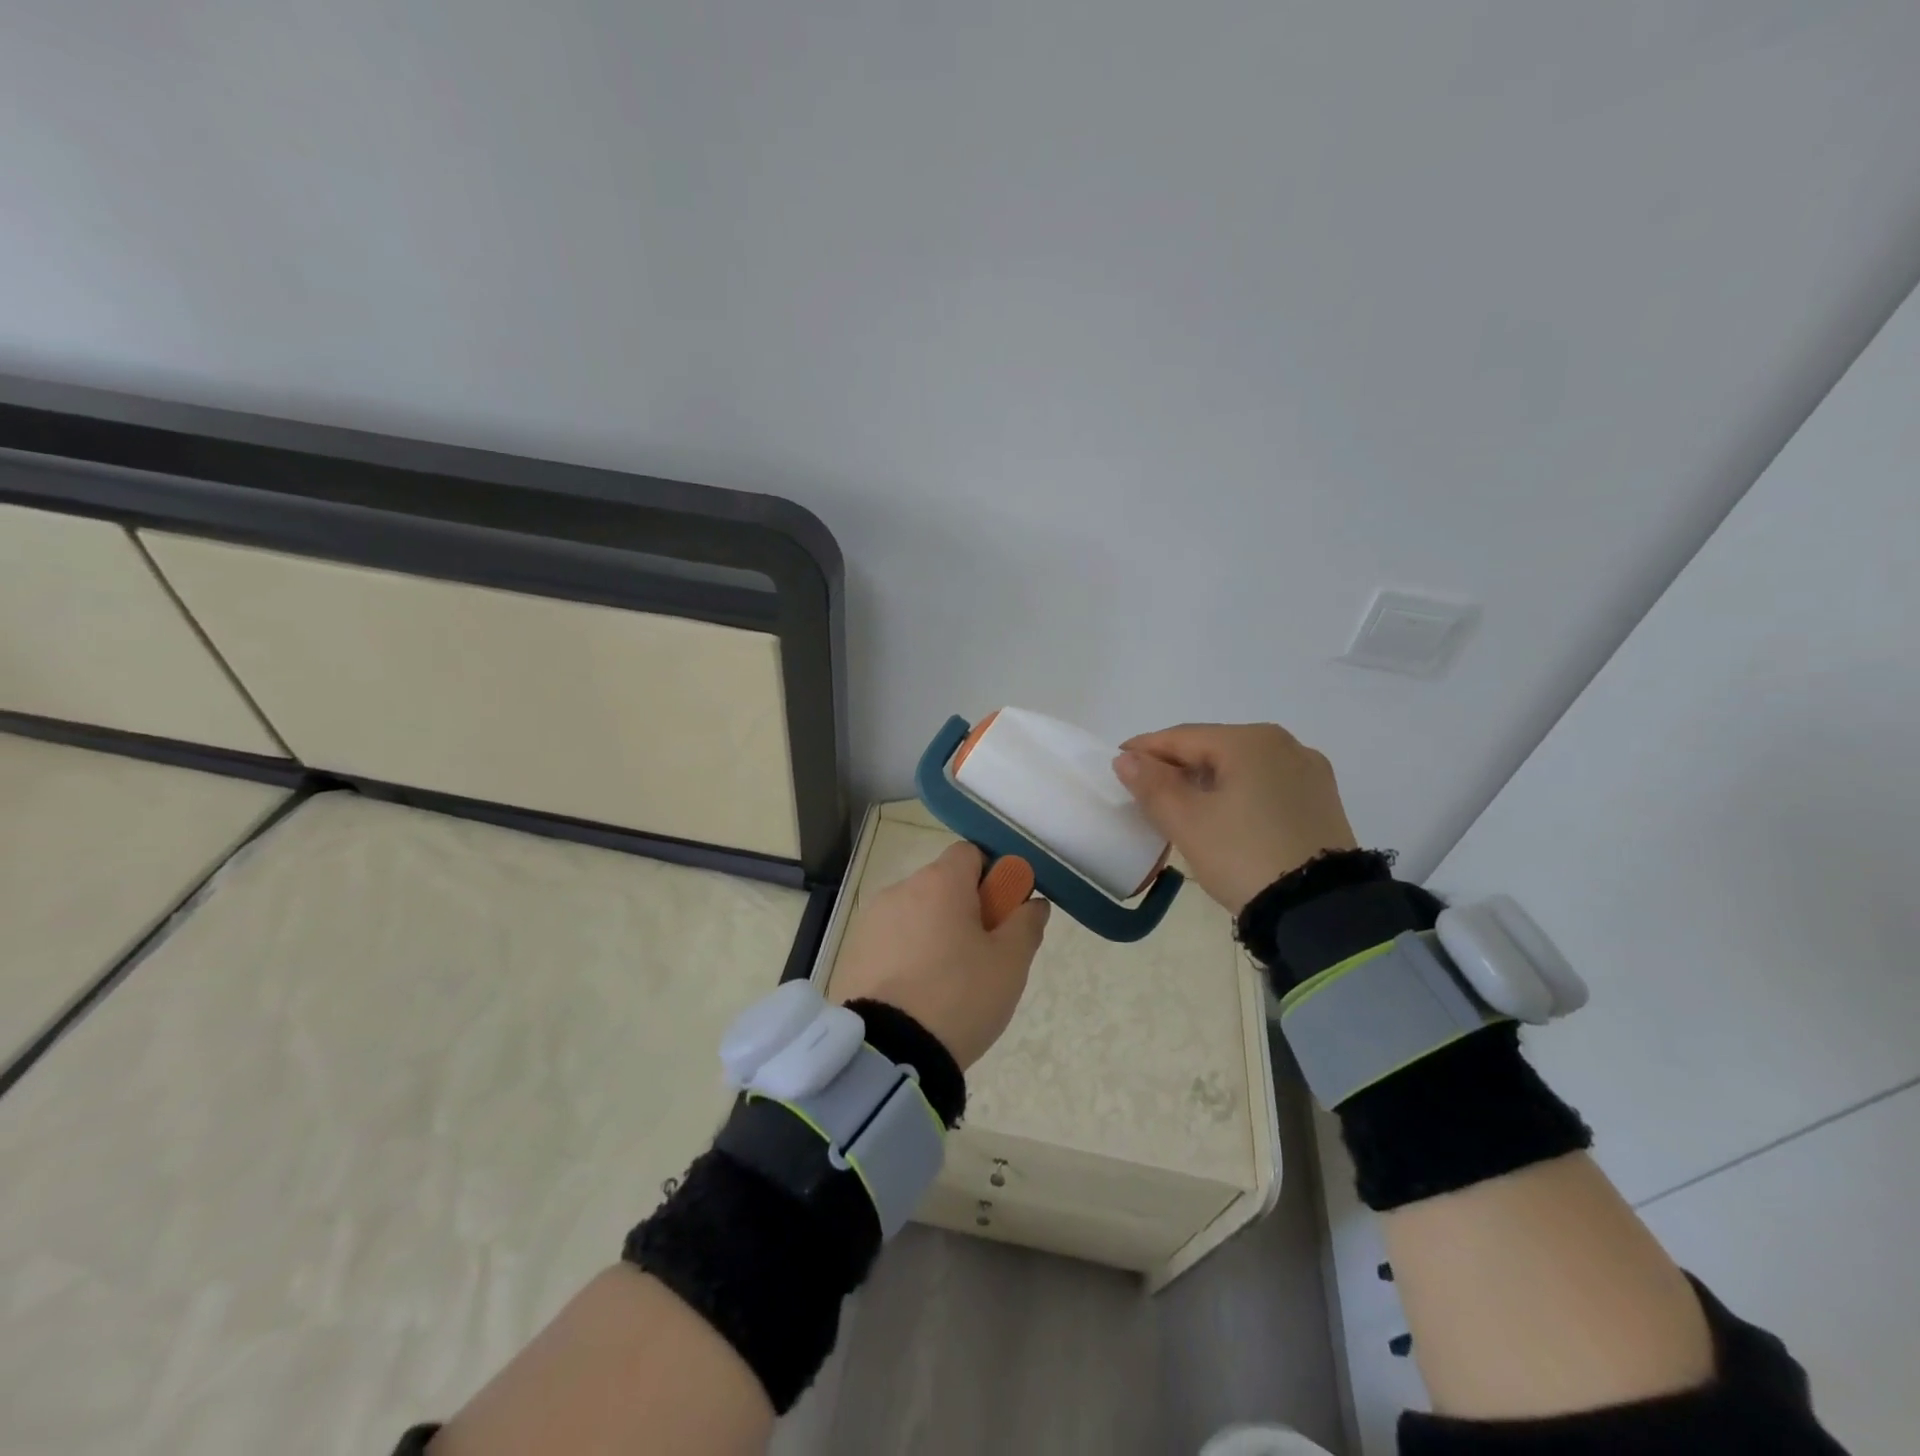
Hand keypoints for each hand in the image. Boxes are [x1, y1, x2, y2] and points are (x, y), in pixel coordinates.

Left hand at [832, 842, 1050, 1069]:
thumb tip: (1033, 902)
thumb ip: (1026, 924)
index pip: (970, 854)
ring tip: (946, 983)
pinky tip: (915, 994)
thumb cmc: (960, 996)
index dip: (992, 877)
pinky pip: (890, 941)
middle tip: (981, 955)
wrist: (888, 1051)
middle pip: (941, 885)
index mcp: (940, 882)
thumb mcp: (1010, 963)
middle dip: (964, 910)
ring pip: (914, 914)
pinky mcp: (852, 952)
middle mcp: (900, 889)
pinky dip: (905, 955)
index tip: (1002, 915)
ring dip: (933, 933)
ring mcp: (870, 921)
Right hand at [1113, 723, 1357, 913]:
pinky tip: (1224, 816)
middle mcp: (1285, 744)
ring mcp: (1309, 773)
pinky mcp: (1322, 802)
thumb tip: (1127, 759)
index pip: (1182, 737)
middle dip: (1176, 766)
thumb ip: (1152, 785)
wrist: (1320, 910)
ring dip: (1207, 781)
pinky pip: (1266, 785)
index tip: (1116, 763)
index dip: (1144, 749)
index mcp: (1250, 741)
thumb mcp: (1187, 822)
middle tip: (1145, 789)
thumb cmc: (1243, 856)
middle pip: (1214, 748)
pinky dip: (1237, 793)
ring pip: (1241, 767)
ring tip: (1181, 806)